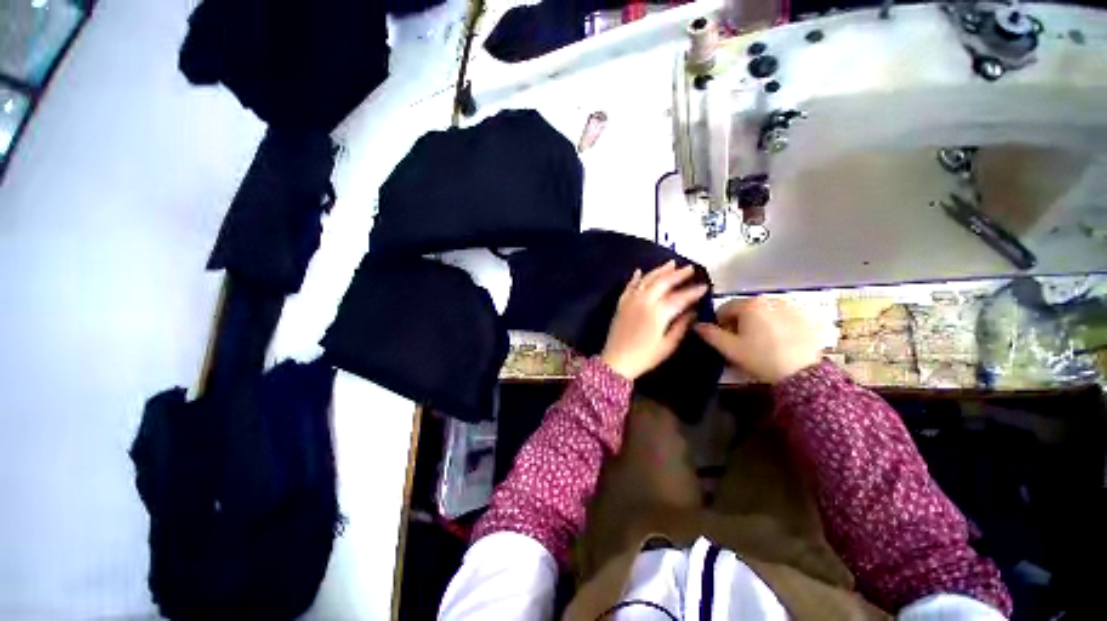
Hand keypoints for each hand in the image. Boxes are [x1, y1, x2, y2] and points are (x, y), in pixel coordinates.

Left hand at [601, 261, 708, 380]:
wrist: (616, 361)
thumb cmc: (645, 356)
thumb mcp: (668, 345)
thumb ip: (681, 326)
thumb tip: (693, 311)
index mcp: (658, 312)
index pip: (680, 297)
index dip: (693, 291)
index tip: (705, 286)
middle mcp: (644, 301)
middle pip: (663, 282)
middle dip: (678, 274)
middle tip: (690, 268)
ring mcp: (631, 300)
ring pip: (646, 280)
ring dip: (659, 270)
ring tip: (671, 263)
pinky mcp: (621, 304)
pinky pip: (629, 286)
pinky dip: (635, 278)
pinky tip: (639, 271)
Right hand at [694, 297, 823, 383]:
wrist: (804, 374)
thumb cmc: (761, 357)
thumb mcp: (729, 348)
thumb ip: (710, 334)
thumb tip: (697, 325)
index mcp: (749, 304)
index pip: (724, 309)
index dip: (719, 324)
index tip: (724, 340)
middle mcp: (770, 299)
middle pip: (744, 309)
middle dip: (739, 324)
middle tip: (741, 344)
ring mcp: (790, 307)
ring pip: (763, 313)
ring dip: (757, 324)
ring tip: (761, 344)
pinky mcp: (806, 318)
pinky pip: (782, 318)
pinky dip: (776, 326)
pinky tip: (779, 343)